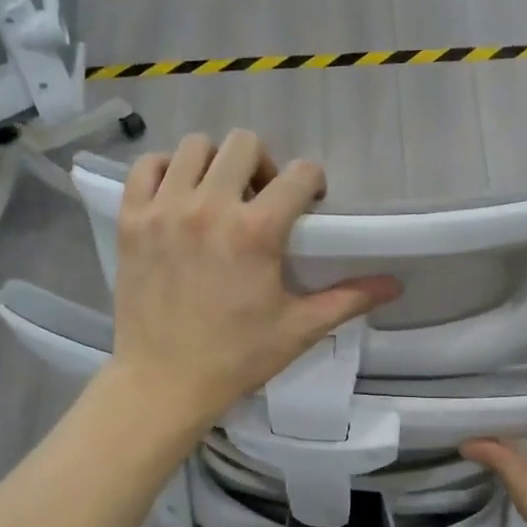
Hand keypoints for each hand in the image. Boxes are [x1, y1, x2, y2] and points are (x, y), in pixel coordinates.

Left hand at [105, 131, 399, 434]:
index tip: (308, 205)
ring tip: (219, 197)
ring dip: (216, 163)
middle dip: (264, 165)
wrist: (163, 382)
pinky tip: (179, 196)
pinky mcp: (131, 220)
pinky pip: (146, 166)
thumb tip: (395, 284)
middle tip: (262, 200)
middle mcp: (209, 207)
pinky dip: (166, 170)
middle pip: (245, 144)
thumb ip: (348, 299)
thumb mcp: (299, 329)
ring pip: (194, 147)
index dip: (312, 184)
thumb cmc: (236, 358)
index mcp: (255, 232)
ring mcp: (164, 210)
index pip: (299, 174)